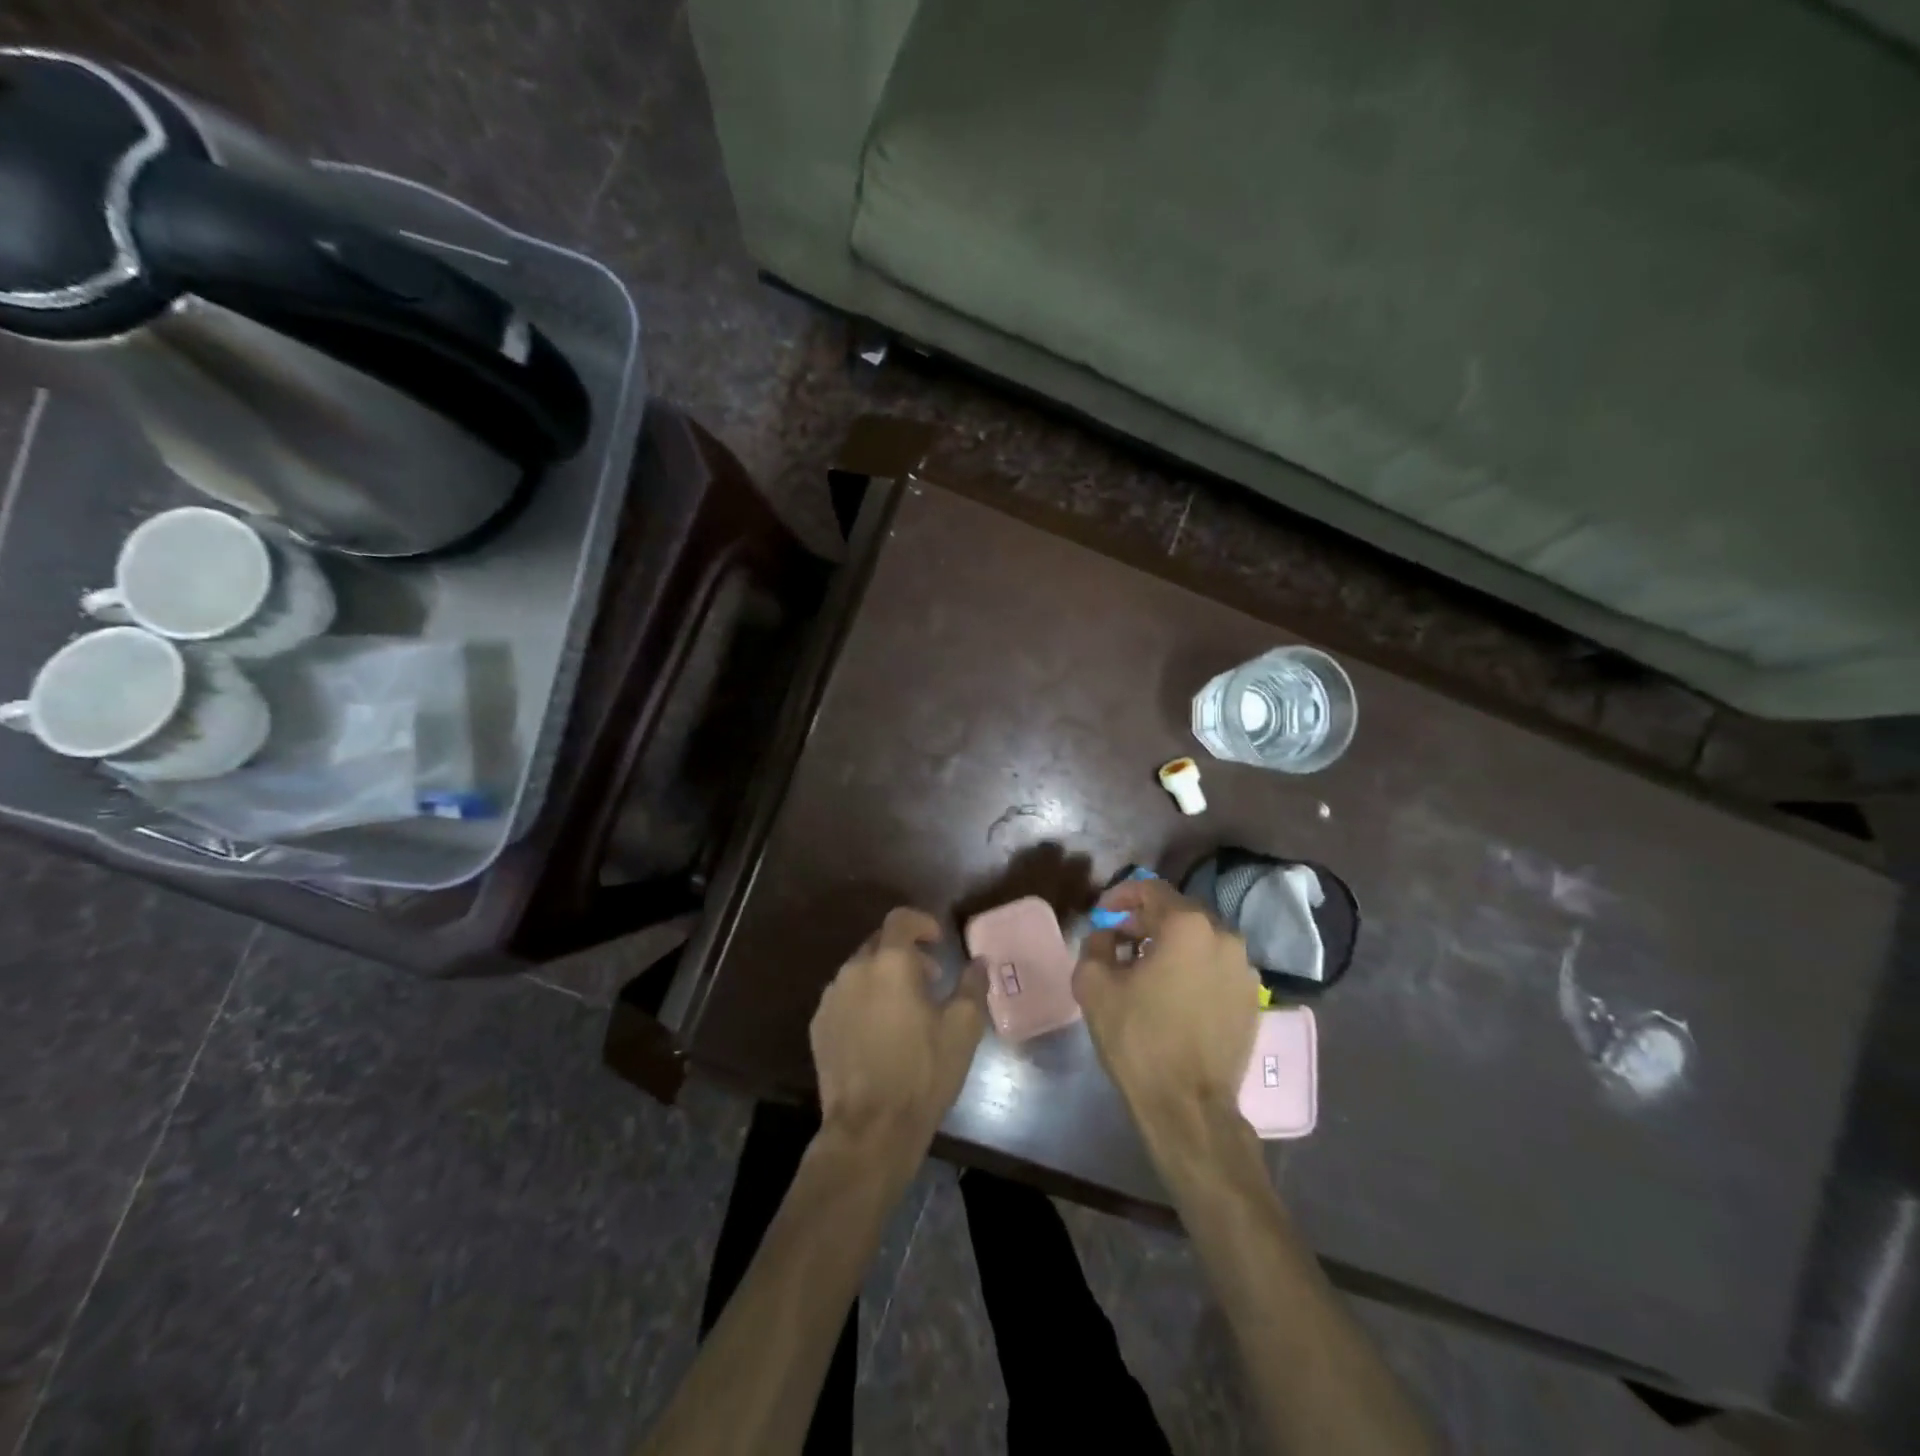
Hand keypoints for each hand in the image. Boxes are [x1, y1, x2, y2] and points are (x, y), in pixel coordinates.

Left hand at [811, 908, 987, 1156]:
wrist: (870, 1128)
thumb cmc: (922, 1072)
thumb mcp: (962, 1029)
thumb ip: (972, 986)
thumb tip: (979, 962)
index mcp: (890, 963)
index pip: (901, 920)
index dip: (921, 923)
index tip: (938, 941)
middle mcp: (855, 970)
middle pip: (879, 944)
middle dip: (906, 953)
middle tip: (930, 979)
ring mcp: (831, 998)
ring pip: (860, 971)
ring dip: (883, 977)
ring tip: (904, 1009)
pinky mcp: (819, 1025)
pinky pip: (844, 997)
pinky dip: (863, 1000)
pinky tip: (878, 1032)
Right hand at [1073, 877, 1260, 1121]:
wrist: (1188, 1105)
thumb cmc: (1138, 1037)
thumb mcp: (1094, 985)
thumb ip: (1095, 945)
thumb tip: (1106, 936)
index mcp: (1187, 926)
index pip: (1151, 889)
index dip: (1121, 896)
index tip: (1102, 914)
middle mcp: (1224, 936)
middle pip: (1178, 913)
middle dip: (1145, 921)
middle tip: (1119, 941)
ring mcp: (1244, 969)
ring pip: (1200, 940)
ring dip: (1171, 945)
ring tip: (1145, 969)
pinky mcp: (1252, 998)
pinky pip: (1216, 967)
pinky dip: (1193, 968)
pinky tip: (1173, 994)